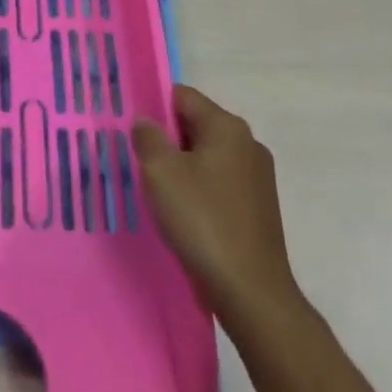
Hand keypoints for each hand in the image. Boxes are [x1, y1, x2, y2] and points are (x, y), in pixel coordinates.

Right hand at [132, 85, 297, 319]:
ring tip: (158, 192)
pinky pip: (220, 184)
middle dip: (167, 140)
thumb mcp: (161, 172)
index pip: (182, 96)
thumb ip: (147, 137)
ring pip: (207, 157)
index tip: (132, 130)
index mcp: (227, 126)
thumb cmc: (204, 222)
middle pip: (195, 125)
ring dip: (182, 168)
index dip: (153, 107)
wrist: (252, 295)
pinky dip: (200, 191)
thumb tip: (146, 121)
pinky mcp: (259, 208)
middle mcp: (248, 144)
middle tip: (139, 161)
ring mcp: (258, 178)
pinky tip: (184, 215)